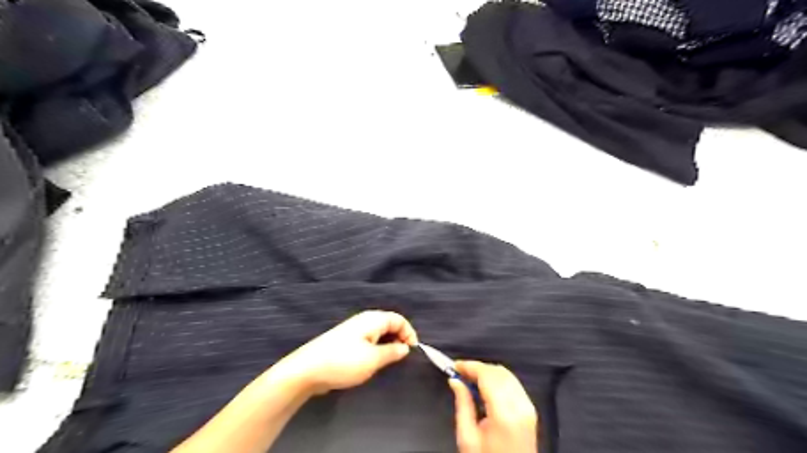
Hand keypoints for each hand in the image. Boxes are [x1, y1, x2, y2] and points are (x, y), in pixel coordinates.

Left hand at [272, 311, 419, 395]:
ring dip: (388, 345)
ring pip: (379, 333)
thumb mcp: (373, 359)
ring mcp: (354, 330)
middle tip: (402, 358)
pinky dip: (377, 349)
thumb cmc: (344, 362)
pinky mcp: (346, 341)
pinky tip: (374, 363)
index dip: (409, 334)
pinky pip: (369, 341)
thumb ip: (392, 352)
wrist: (307, 370)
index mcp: (373, 319)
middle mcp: (364, 320)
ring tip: (389, 363)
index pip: (399, 320)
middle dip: (399, 339)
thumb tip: (405, 347)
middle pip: (390, 324)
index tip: (412, 352)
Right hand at [450, 360, 538, 452]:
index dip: (469, 366)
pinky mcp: (530, 411)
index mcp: (504, 414)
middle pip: (498, 372)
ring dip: (488, 372)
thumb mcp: (467, 438)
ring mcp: (528, 408)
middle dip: (478, 368)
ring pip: (507, 375)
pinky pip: (514, 384)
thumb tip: (455, 381)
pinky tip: (485, 387)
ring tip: (470, 379)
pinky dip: (498, 379)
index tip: (455, 365)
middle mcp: (520, 407)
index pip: (487, 375)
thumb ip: (462, 404)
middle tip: (460, 372)